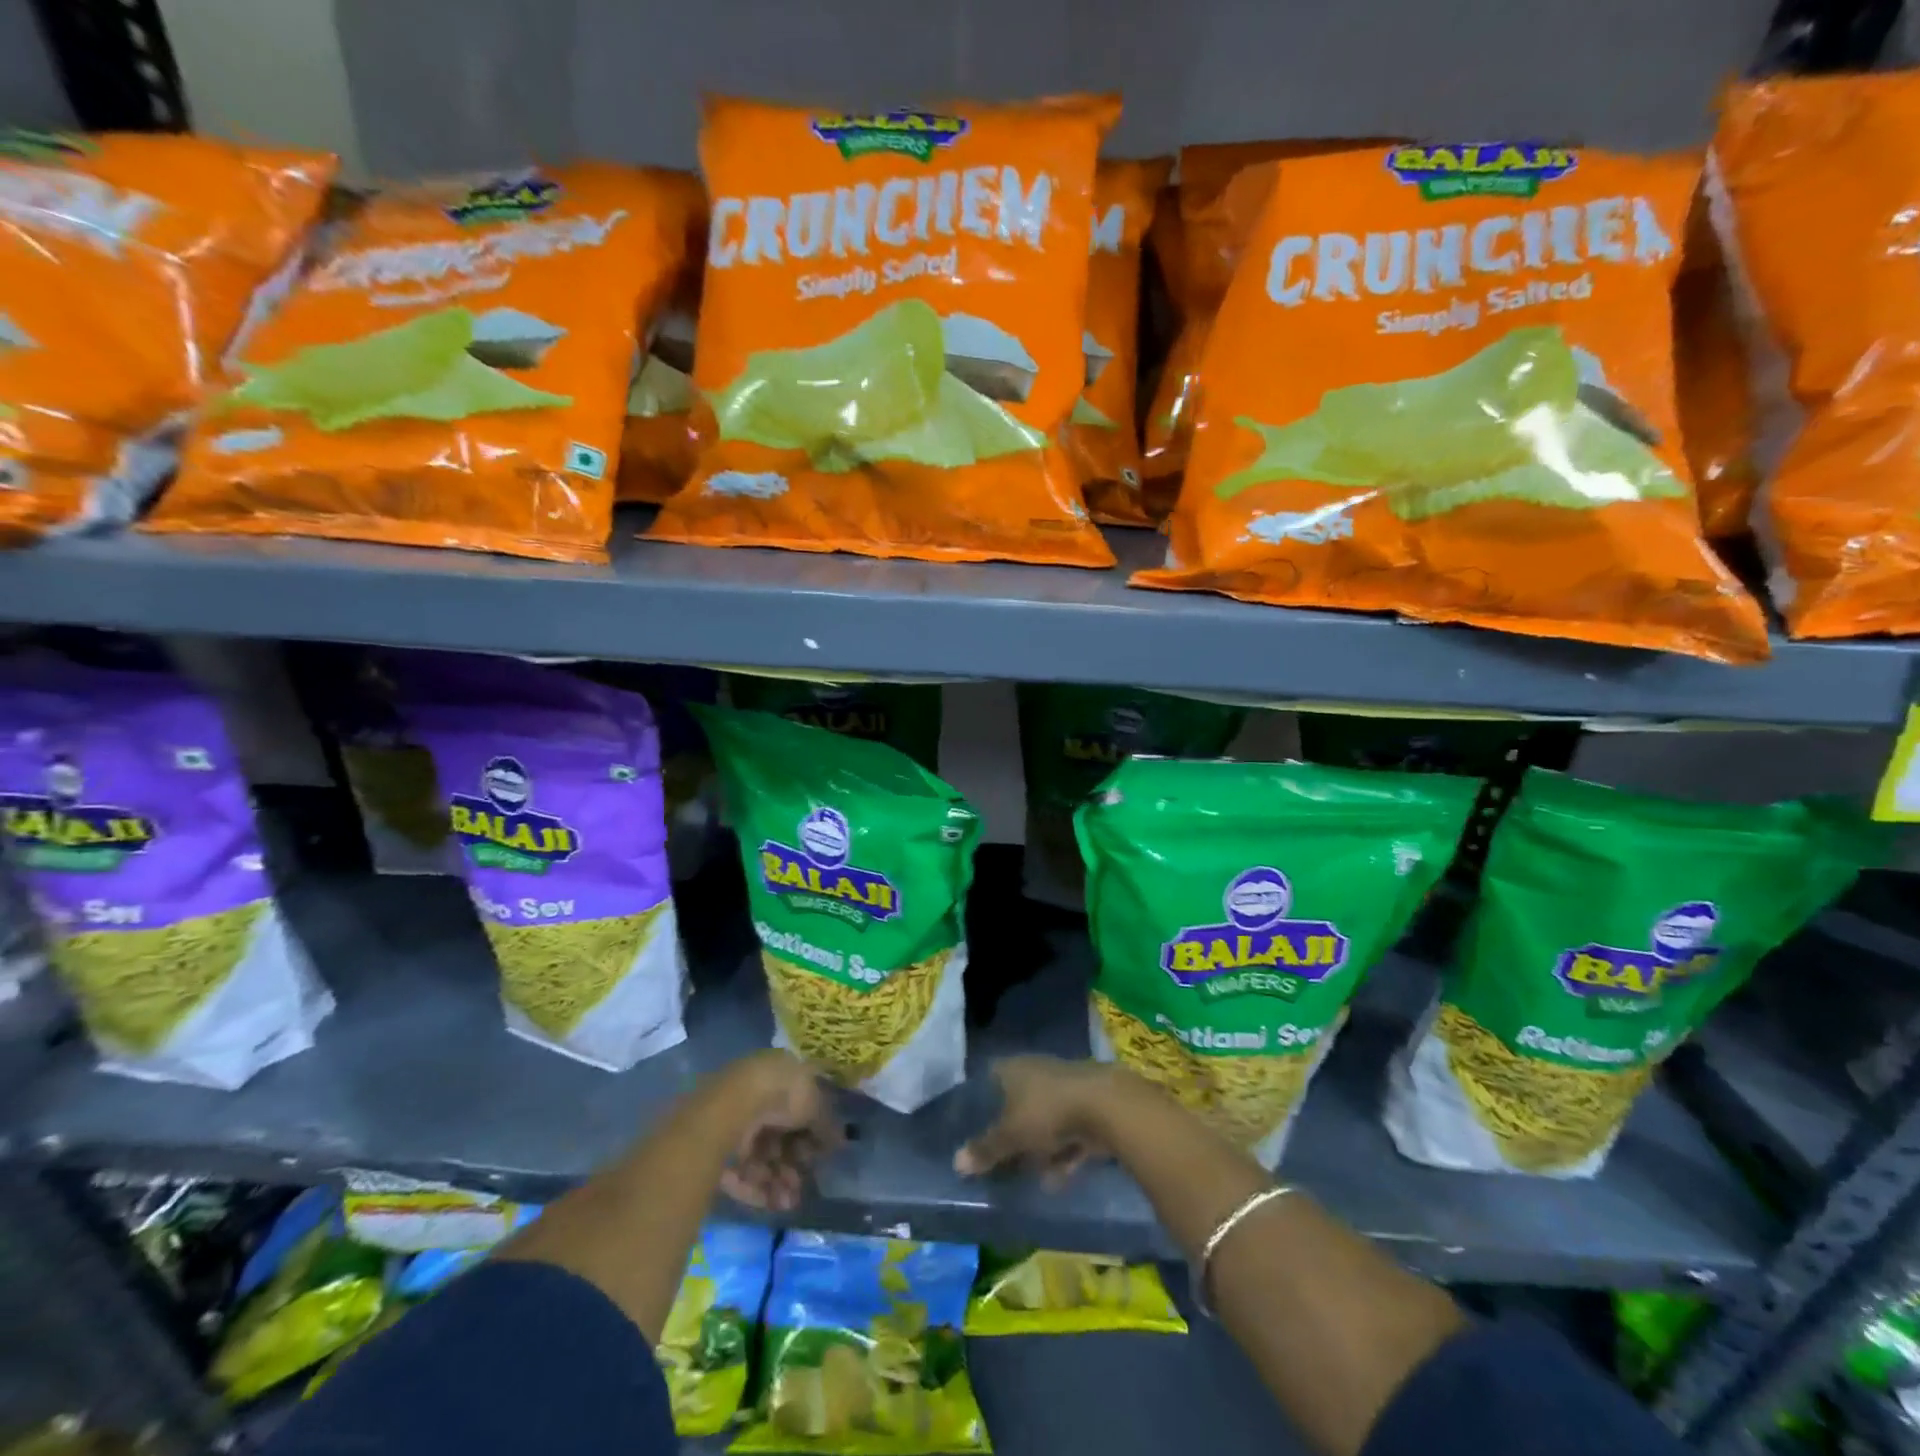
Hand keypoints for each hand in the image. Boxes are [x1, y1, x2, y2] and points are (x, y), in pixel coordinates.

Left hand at [717, 1051, 841, 1212]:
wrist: (733, 1107)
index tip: (819, 1154)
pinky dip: (755, 1188)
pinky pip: (739, 1171)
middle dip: (792, 1164)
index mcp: (778, 1076)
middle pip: (778, 1136)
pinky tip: (771, 1203)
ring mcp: (734, 1122)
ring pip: (759, 1157)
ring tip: (788, 1202)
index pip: (797, 1107)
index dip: (810, 1132)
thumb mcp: (815, 1105)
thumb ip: (827, 1125)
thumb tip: (841, 1141)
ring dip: (777, 1181)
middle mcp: (756, 1096)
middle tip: (802, 1185)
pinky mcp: (714, 1148)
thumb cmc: (781, 1095)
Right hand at [954, 1056, 1115, 1188]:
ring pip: (1044, 1118)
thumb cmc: (1047, 1111)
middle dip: (1013, 1129)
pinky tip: (1058, 1178)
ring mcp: (1064, 1086)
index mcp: (1013, 1069)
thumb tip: (956, 1163)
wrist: (1106, 1105)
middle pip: (1018, 1100)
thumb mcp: (1011, 1135)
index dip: (982, 1101)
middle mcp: (1036, 1071)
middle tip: (1002, 1157)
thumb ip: (986, 1149)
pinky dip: (1063, 1152)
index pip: (990, 1079)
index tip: (975, 1124)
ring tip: (1033, 1176)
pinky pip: (1068, 1130)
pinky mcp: (1088, 1104)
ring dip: (1040, 1147)